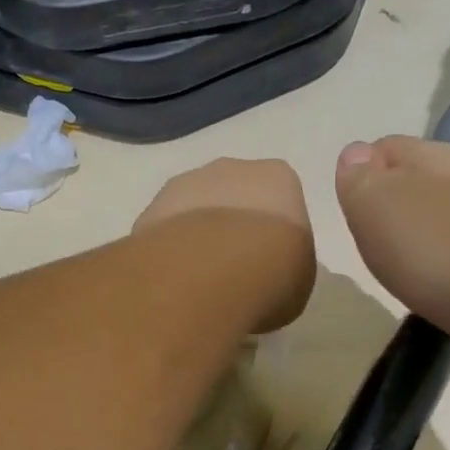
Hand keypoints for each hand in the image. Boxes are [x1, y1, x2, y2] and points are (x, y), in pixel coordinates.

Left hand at [136, 157, 314, 331]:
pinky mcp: (150, 210)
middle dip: (229, 228)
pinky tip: (172, 280)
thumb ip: (284, 265)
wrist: (212, 271)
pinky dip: (168, 251)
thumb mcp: (299, 279)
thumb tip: (264, 274)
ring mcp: (184, 185)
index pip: (277, 200)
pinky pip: (164, 232)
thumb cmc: (273, 273)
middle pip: (231, 197)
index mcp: (277, 178)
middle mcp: (230, 169)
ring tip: (197, 280)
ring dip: (194, 237)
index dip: (271, 234)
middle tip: (230, 270)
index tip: (266, 263)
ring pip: (193, 210)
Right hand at [335, 136, 449, 352]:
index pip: (387, 147)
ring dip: (429, 227)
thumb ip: (360, 179)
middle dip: (399, 199)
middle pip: (423, 177)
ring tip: (408, 261)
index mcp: (428, 156)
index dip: (365, 171)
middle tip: (375, 236)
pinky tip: (446, 278)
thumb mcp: (375, 206)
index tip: (352, 204)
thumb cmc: (432, 245)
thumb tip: (355, 153)